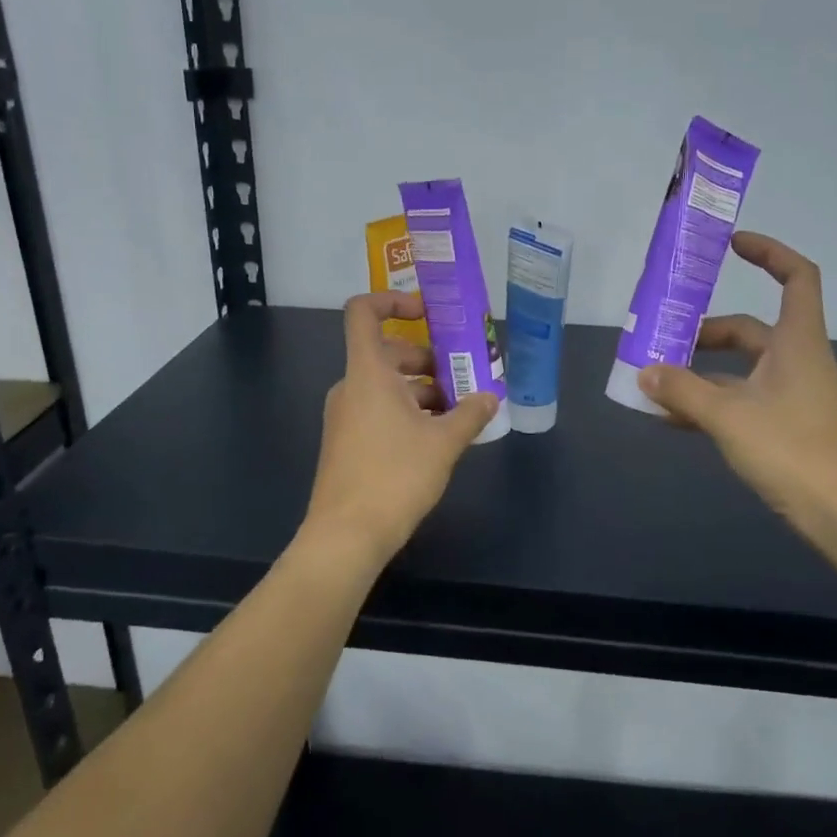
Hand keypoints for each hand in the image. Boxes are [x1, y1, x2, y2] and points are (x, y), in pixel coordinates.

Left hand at [302, 291, 500, 566]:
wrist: (347, 535)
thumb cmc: (395, 476)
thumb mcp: (444, 443)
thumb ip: (471, 413)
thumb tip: (491, 396)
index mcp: (368, 373)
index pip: (363, 313)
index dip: (393, 301)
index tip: (428, 313)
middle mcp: (351, 387)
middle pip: (387, 353)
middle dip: (428, 359)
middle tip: (464, 376)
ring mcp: (345, 416)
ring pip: (386, 385)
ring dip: (422, 390)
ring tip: (460, 411)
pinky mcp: (346, 442)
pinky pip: (379, 410)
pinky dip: (407, 412)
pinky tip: (438, 437)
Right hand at [638, 232, 836, 544]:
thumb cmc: (794, 451)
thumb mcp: (729, 417)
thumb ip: (683, 391)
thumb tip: (645, 372)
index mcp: (796, 342)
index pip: (796, 277)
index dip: (768, 253)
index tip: (730, 245)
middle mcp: (796, 360)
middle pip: (748, 329)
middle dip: (704, 332)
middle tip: (661, 340)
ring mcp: (792, 396)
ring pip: (740, 370)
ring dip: (700, 372)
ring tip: (656, 383)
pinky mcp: (786, 427)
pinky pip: (740, 401)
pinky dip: (710, 403)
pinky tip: (674, 418)